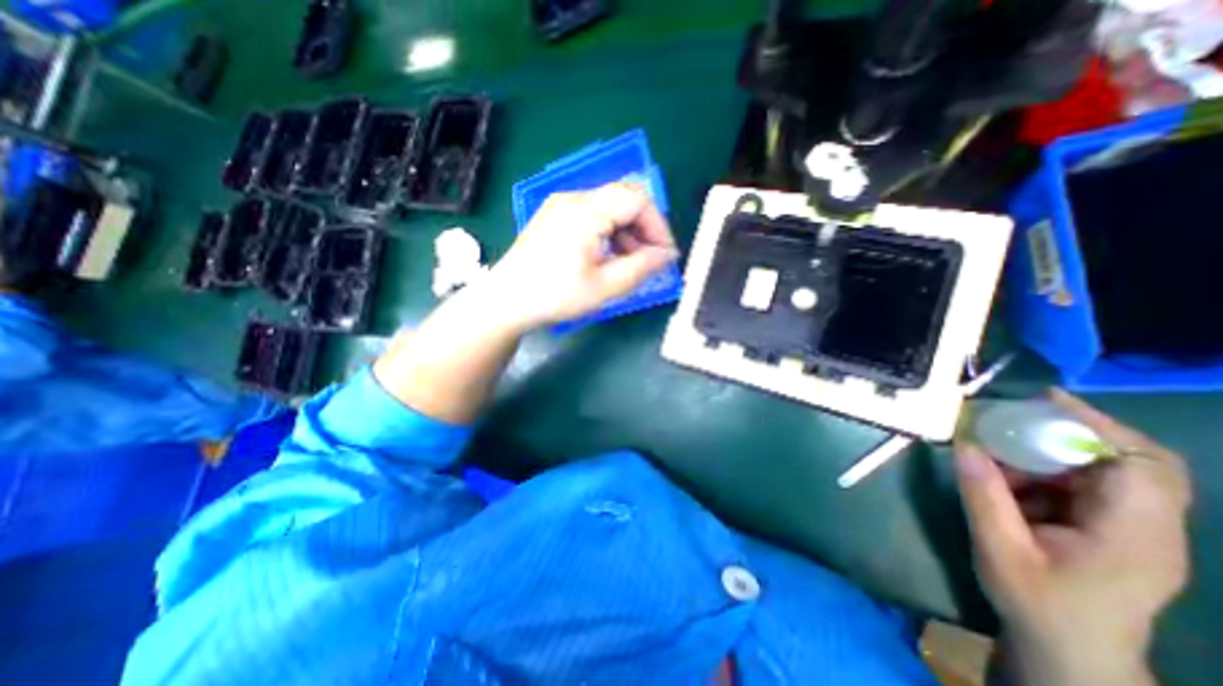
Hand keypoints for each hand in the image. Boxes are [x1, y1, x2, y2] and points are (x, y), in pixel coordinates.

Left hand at [487, 183, 677, 329]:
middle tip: (651, 259)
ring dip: (628, 230)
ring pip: (609, 205)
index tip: (665, 255)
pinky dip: (610, 231)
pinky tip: (609, 255)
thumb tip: (666, 255)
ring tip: (631, 262)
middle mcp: (574, 198)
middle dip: (644, 227)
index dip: (658, 226)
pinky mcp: (555, 215)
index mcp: (586, 212)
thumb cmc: (556, 295)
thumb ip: (642, 267)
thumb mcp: (605, 287)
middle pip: (624, 197)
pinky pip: (593, 213)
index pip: (637, 200)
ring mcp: (561, 205)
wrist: (507, 300)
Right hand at [956, 389, 1196, 681]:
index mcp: (1133, 535)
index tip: (1045, 400)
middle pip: (1132, 460)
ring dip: (1049, 455)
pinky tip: (1009, 482)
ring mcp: (1135, 530)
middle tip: (1014, 420)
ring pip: (1104, 470)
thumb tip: (964, 444)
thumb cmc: (1038, 603)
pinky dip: (1046, 473)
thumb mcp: (999, 548)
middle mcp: (1149, 527)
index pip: (1141, 464)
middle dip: (1072, 432)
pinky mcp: (1115, 531)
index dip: (1098, 425)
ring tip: (999, 456)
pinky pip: (1085, 486)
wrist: (1070, 651)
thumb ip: (983, 494)